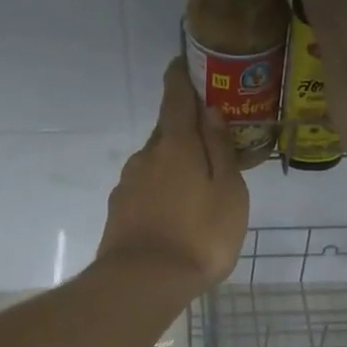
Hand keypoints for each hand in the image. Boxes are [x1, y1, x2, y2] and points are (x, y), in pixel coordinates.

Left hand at [96, 58, 249, 295]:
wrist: (143, 283)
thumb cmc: (199, 235)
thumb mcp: (228, 191)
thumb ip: (220, 149)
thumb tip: (210, 111)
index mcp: (176, 145)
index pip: (176, 98)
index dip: (181, 78)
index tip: (184, 64)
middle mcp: (146, 156)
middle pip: (166, 132)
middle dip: (185, 129)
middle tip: (209, 139)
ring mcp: (128, 184)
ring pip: (154, 162)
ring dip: (173, 163)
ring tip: (196, 183)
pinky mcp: (118, 211)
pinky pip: (145, 188)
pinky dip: (160, 189)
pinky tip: (174, 210)